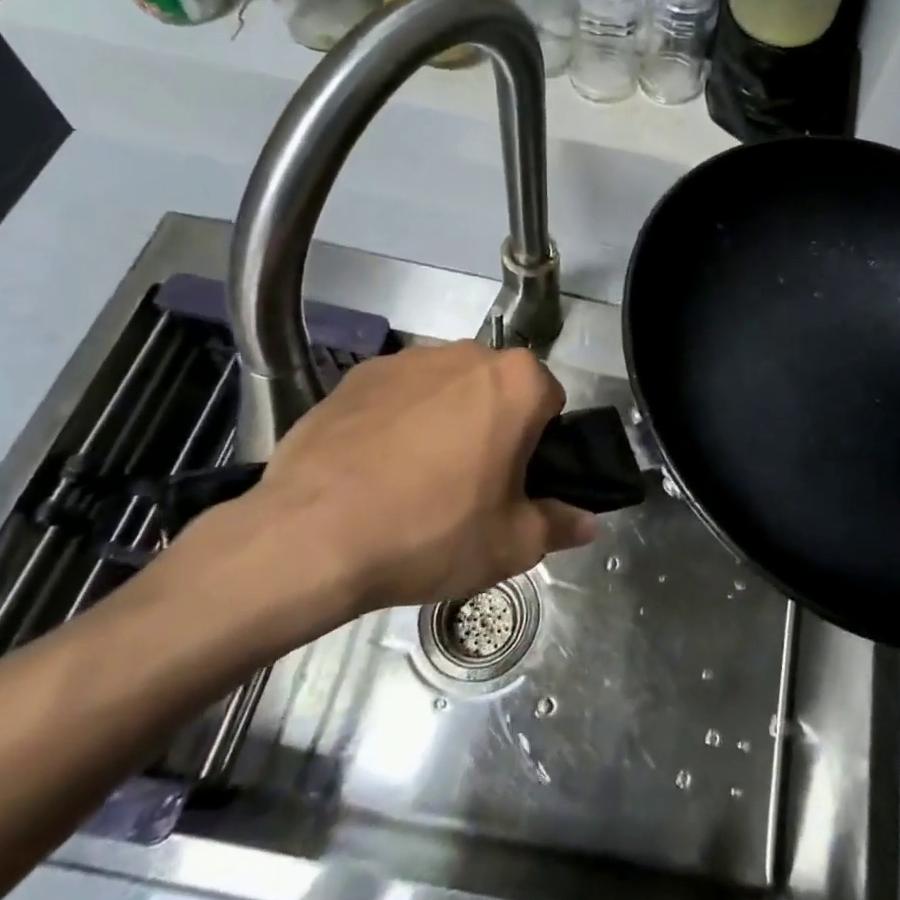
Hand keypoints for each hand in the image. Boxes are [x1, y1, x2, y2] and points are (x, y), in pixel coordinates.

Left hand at [146, 342, 596, 658]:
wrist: (311, 536)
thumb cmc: (431, 533)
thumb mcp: (511, 545)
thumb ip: (559, 525)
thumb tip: (587, 523)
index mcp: (517, 381)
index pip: (550, 401)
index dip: (540, 444)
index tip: (516, 483)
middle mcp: (467, 353)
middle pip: (498, 389)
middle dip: (494, 425)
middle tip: (472, 486)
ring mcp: (406, 360)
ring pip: (446, 389)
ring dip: (446, 420)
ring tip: (416, 481)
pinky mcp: (355, 375)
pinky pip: (396, 396)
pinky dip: (396, 422)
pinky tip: (374, 471)